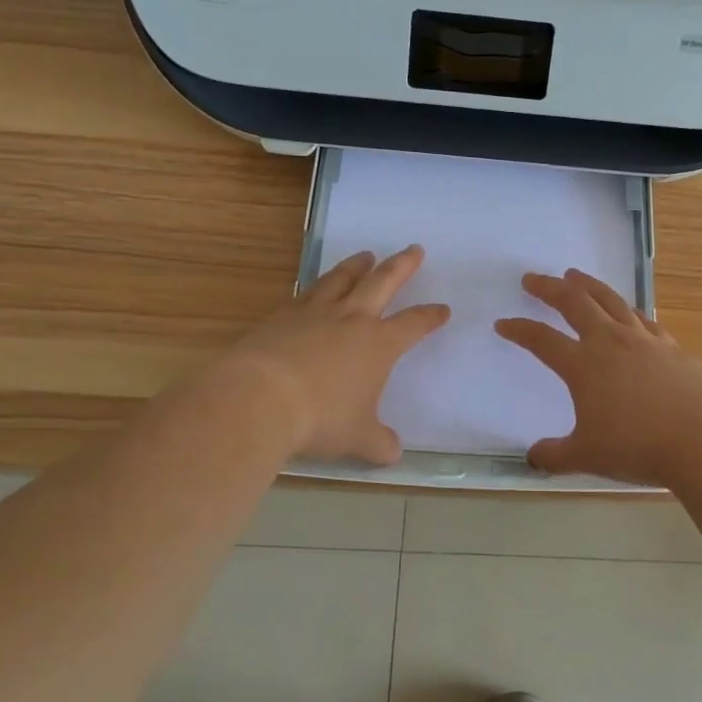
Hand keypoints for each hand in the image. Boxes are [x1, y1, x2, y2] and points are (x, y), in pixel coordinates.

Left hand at [219, 246, 449, 464]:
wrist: (260, 398)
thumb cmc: (320, 418)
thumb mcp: (357, 438)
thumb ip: (379, 443)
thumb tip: (393, 452)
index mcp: (379, 344)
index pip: (413, 324)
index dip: (430, 316)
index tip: (442, 309)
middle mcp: (351, 319)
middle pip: (383, 282)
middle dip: (402, 266)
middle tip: (414, 249)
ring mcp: (315, 313)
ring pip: (342, 278)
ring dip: (357, 266)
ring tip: (365, 256)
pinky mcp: (282, 316)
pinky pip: (307, 293)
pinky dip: (318, 286)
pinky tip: (316, 288)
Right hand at [495, 268, 701, 486]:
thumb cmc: (638, 447)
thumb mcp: (587, 456)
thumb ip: (555, 455)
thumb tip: (533, 457)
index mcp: (583, 365)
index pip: (541, 340)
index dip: (519, 330)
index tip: (503, 324)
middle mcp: (610, 342)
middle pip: (574, 303)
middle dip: (549, 288)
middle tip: (532, 279)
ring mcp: (642, 340)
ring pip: (609, 300)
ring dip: (588, 285)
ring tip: (574, 275)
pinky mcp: (670, 346)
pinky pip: (641, 318)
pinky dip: (626, 309)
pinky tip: (626, 311)